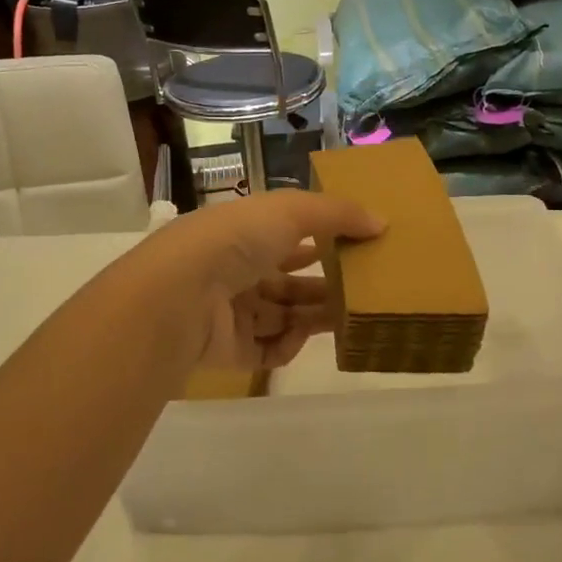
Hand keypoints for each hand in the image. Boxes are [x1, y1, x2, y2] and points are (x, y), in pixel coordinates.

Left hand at [139, 191, 383, 370]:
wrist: (179, 296)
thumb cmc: (235, 241)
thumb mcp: (291, 211)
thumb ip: (338, 214)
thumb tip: (381, 222)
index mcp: (245, 234)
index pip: (288, 237)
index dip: (321, 240)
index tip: (358, 247)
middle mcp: (237, 272)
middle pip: (290, 282)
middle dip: (325, 286)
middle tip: (364, 290)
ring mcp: (231, 313)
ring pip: (283, 317)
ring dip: (315, 317)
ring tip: (351, 317)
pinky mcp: (229, 351)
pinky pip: (268, 351)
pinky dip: (289, 345)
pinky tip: (303, 335)